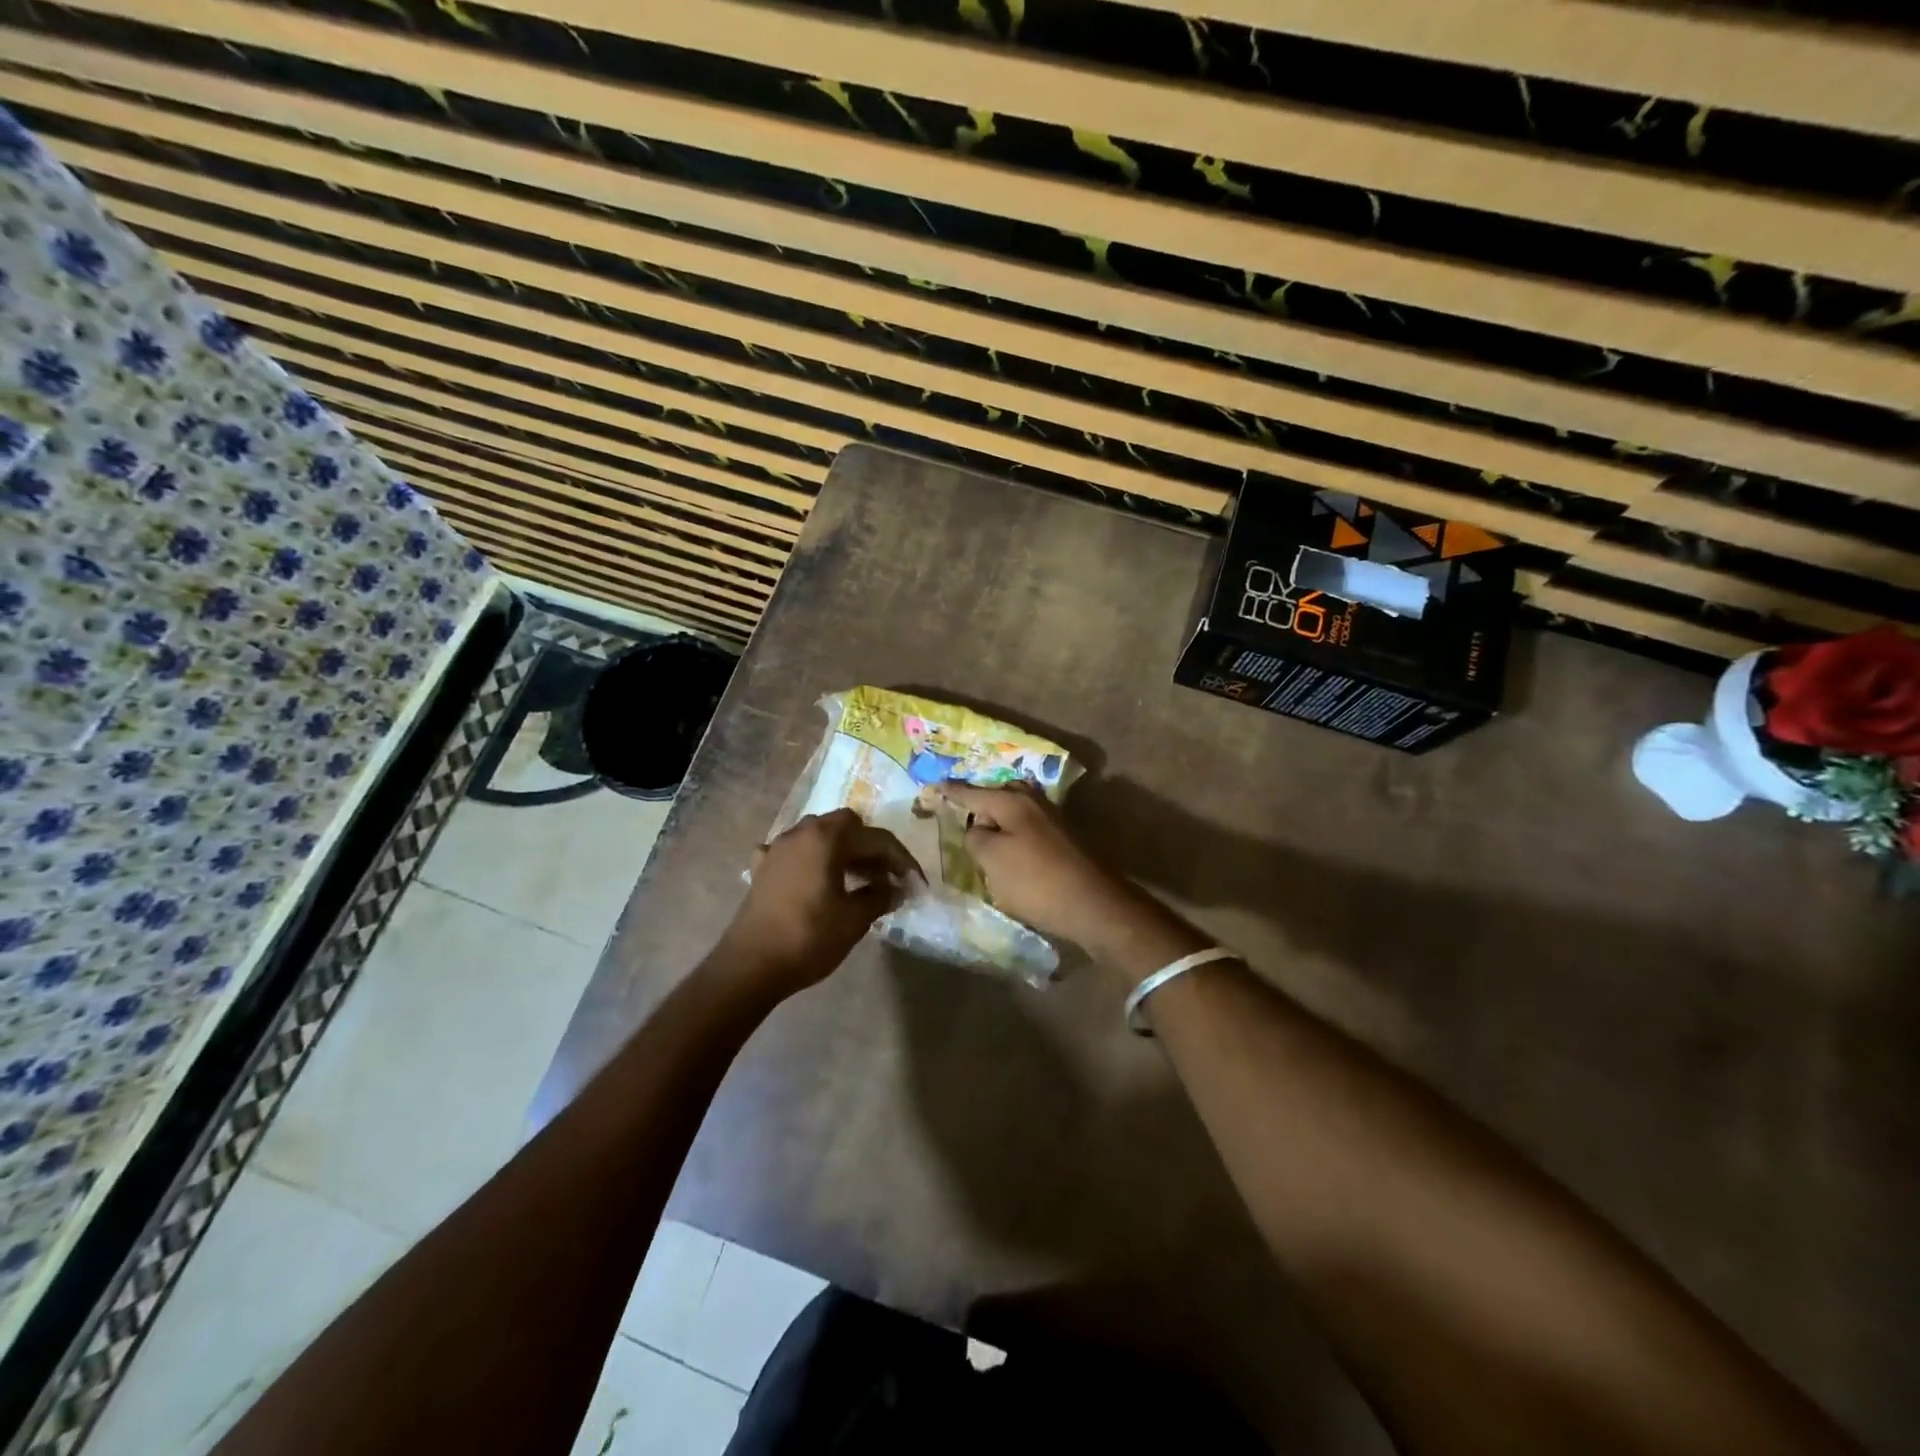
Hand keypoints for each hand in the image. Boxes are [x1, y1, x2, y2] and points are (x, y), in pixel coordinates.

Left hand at [712, 809, 920, 997]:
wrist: (750, 965)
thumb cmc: (809, 938)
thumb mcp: (854, 919)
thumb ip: (880, 896)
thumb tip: (897, 888)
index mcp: (827, 838)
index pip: (876, 839)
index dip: (901, 860)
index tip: (916, 882)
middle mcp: (801, 832)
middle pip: (846, 826)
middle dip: (870, 846)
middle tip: (886, 875)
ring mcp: (778, 847)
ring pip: (819, 834)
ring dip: (842, 849)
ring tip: (858, 878)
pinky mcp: (763, 867)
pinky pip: (794, 851)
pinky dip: (811, 859)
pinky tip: (814, 879)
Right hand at [936, 782, 1134, 946]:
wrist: (1094, 904)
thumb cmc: (1036, 881)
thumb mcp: (991, 859)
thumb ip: (975, 837)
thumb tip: (977, 828)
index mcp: (1012, 801)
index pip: (972, 792)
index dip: (951, 792)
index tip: (934, 787)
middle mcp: (1034, 802)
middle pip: (998, 796)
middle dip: (979, 803)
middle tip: (960, 815)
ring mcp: (1053, 819)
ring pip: (1016, 812)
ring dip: (998, 820)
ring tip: (981, 836)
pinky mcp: (1065, 840)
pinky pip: (1028, 828)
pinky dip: (1014, 835)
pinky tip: (1009, 852)